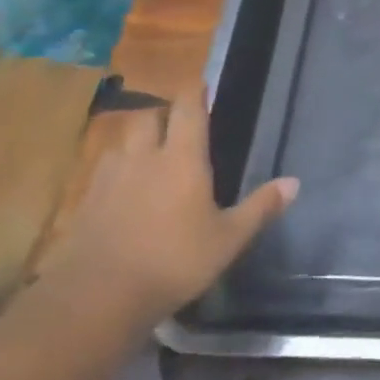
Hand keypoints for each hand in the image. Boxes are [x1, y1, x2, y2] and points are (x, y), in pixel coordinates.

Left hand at [50, 86, 296, 327]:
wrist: (98, 296)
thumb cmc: (174, 261)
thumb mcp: (229, 239)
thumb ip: (261, 207)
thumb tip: (294, 182)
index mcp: (181, 159)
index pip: (187, 111)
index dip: (194, 93)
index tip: (200, 83)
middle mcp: (143, 158)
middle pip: (147, 118)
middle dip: (162, 114)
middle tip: (176, 123)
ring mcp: (108, 179)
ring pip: (121, 142)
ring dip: (136, 140)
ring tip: (149, 154)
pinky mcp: (85, 203)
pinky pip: (103, 171)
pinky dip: (116, 170)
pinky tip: (124, 190)